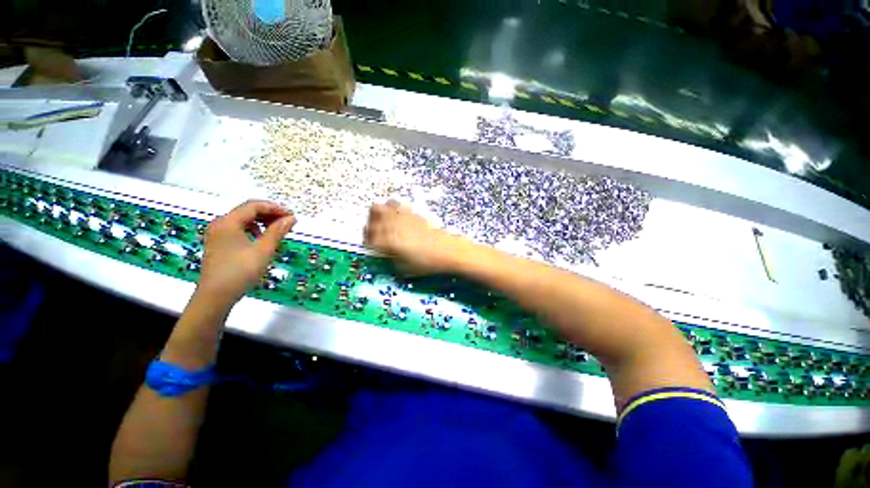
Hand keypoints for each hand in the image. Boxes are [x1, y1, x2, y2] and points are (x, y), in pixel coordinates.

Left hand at [198, 200, 295, 305]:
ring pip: (243, 220)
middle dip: (269, 215)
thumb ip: (277, 231)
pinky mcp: (218, 243)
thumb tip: (291, 218)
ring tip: (278, 232)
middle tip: (288, 224)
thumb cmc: (240, 271)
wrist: (215, 296)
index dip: (275, 208)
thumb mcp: (264, 250)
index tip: (292, 216)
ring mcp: (217, 234)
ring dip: (262, 223)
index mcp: (228, 222)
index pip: (254, 206)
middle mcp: (220, 224)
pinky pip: (238, 229)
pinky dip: (253, 230)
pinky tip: (262, 240)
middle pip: (248, 211)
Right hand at [364, 200, 470, 274]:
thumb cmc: (425, 263)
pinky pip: (398, 205)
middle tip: (375, 230)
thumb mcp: (403, 268)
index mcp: (388, 241)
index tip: (370, 242)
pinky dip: (394, 210)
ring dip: (381, 213)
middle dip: (371, 220)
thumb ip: (389, 258)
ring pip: (384, 205)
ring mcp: (403, 216)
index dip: (367, 238)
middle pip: (373, 211)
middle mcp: (393, 225)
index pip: (368, 235)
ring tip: (386, 222)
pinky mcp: (412, 213)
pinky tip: (399, 219)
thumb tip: (384, 251)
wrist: (446, 251)